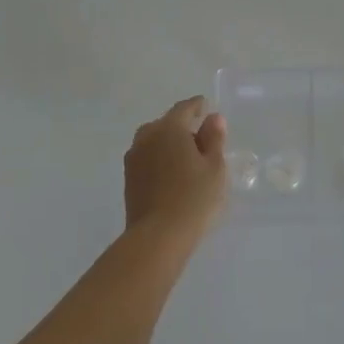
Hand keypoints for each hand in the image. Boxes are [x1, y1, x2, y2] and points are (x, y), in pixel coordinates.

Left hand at [123, 97, 229, 241]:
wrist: (157, 236)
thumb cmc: (193, 198)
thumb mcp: (214, 167)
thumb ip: (214, 138)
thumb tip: (213, 118)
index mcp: (169, 128)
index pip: (184, 108)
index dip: (197, 106)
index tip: (206, 108)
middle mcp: (147, 136)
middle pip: (167, 123)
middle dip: (183, 127)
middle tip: (201, 140)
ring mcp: (134, 157)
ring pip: (154, 140)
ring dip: (169, 143)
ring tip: (186, 159)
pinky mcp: (128, 177)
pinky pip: (148, 157)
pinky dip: (160, 158)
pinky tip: (172, 174)